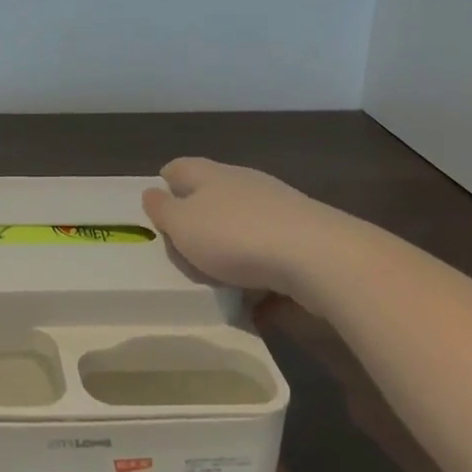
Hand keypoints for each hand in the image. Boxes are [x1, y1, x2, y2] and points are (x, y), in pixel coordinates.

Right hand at [141, 157, 352, 293]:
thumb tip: (152, 193)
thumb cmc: (235, 236)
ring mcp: (280, 209)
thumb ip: (163, 210)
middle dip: (199, 217)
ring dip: (232, 247)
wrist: (319, 258)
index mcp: (211, 175)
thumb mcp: (183, 225)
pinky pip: (273, 255)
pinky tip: (257, 303)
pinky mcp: (307, 238)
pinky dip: (261, 276)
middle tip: (183, 246)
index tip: (156, 204)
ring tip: (218, 279)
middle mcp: (245, 183)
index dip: (165, 182)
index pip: (180, 168)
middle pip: (214, 194)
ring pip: (245, 224)